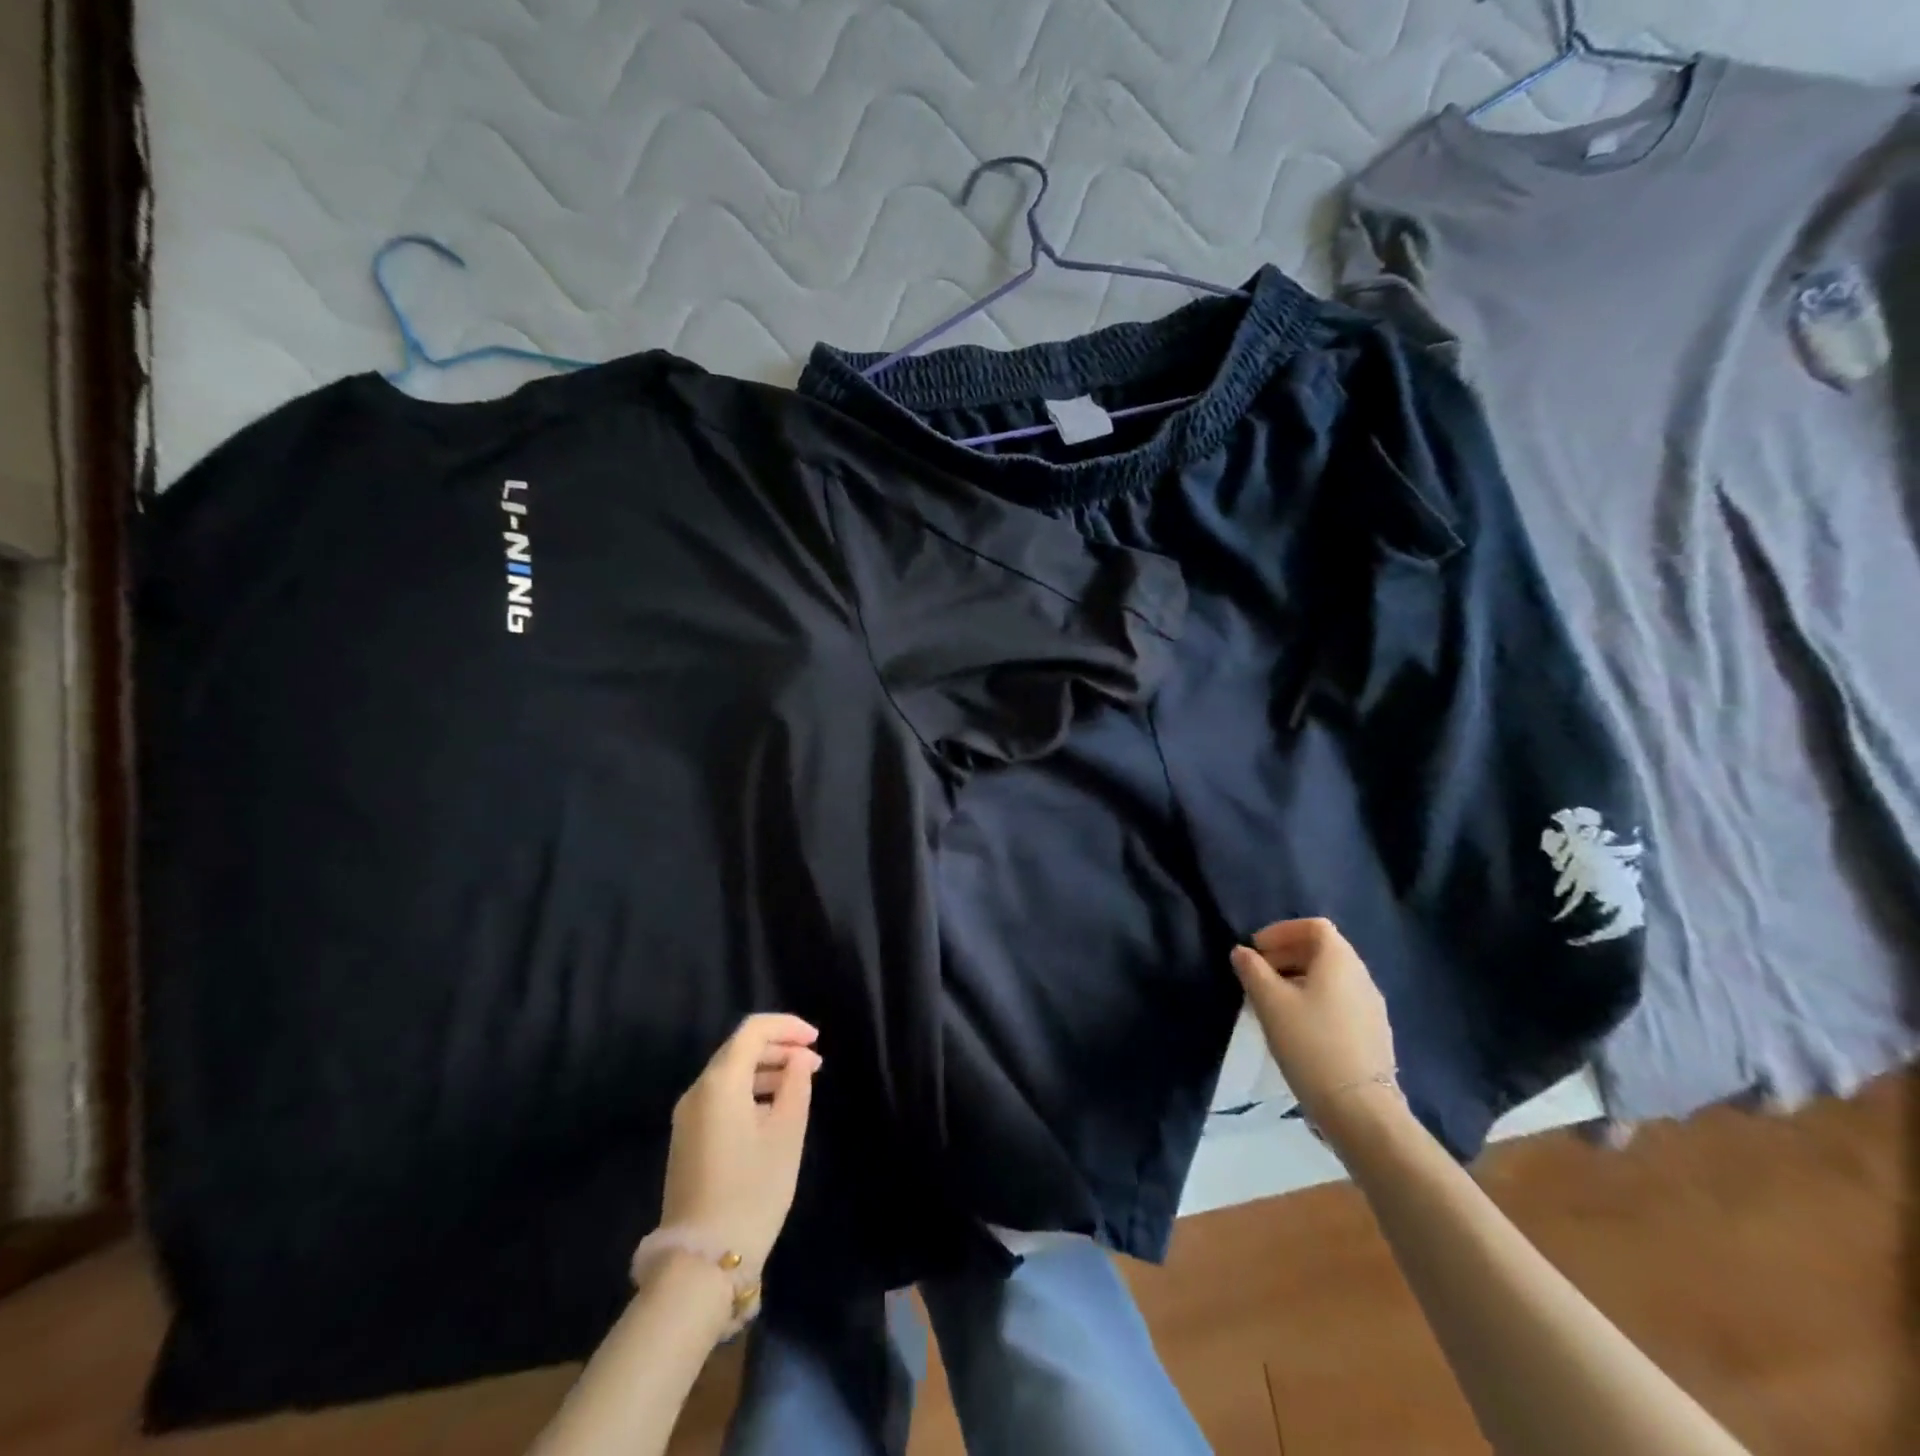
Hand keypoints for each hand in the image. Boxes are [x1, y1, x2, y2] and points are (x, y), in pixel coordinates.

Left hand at [658, 1013, 820, 1276]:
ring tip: (801, 1084)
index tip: (816, 1040)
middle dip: (779, 1048)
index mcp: (720, 1082)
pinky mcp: (687, 1140)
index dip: (787, 1027)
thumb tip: (797, 1059)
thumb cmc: (753, 1189)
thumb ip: (796, 1085)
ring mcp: (687, 1117)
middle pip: (740, 1049)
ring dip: (766, 1070)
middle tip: (814, 1063)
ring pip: (730, 1074)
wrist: (703, 1260)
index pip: (753, 1030)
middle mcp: (697, 1091)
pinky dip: (750, 1091)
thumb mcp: (787, 1133)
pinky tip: (774, 1110)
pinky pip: (721, 1097)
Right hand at [1230, 919, 1398, 1130]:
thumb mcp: (1270, 1002)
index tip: (1256, 949)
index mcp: (1340, 961)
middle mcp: (1361, 976)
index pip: (1314, 926)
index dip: (1281, 931)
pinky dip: (1315, 1000)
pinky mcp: (1373, 1034)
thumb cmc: (1310, 1043)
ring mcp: (1372, 1007)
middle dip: (1287, 954)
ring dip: (1299, 978)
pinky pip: (1340, 1001)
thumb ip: (1252, 970)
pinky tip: (1297, 1026)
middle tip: (1258, 973)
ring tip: (1272, 1001)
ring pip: (1331, 978)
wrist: (1360, 1109)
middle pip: (1323, 950)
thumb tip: (1242, 952)